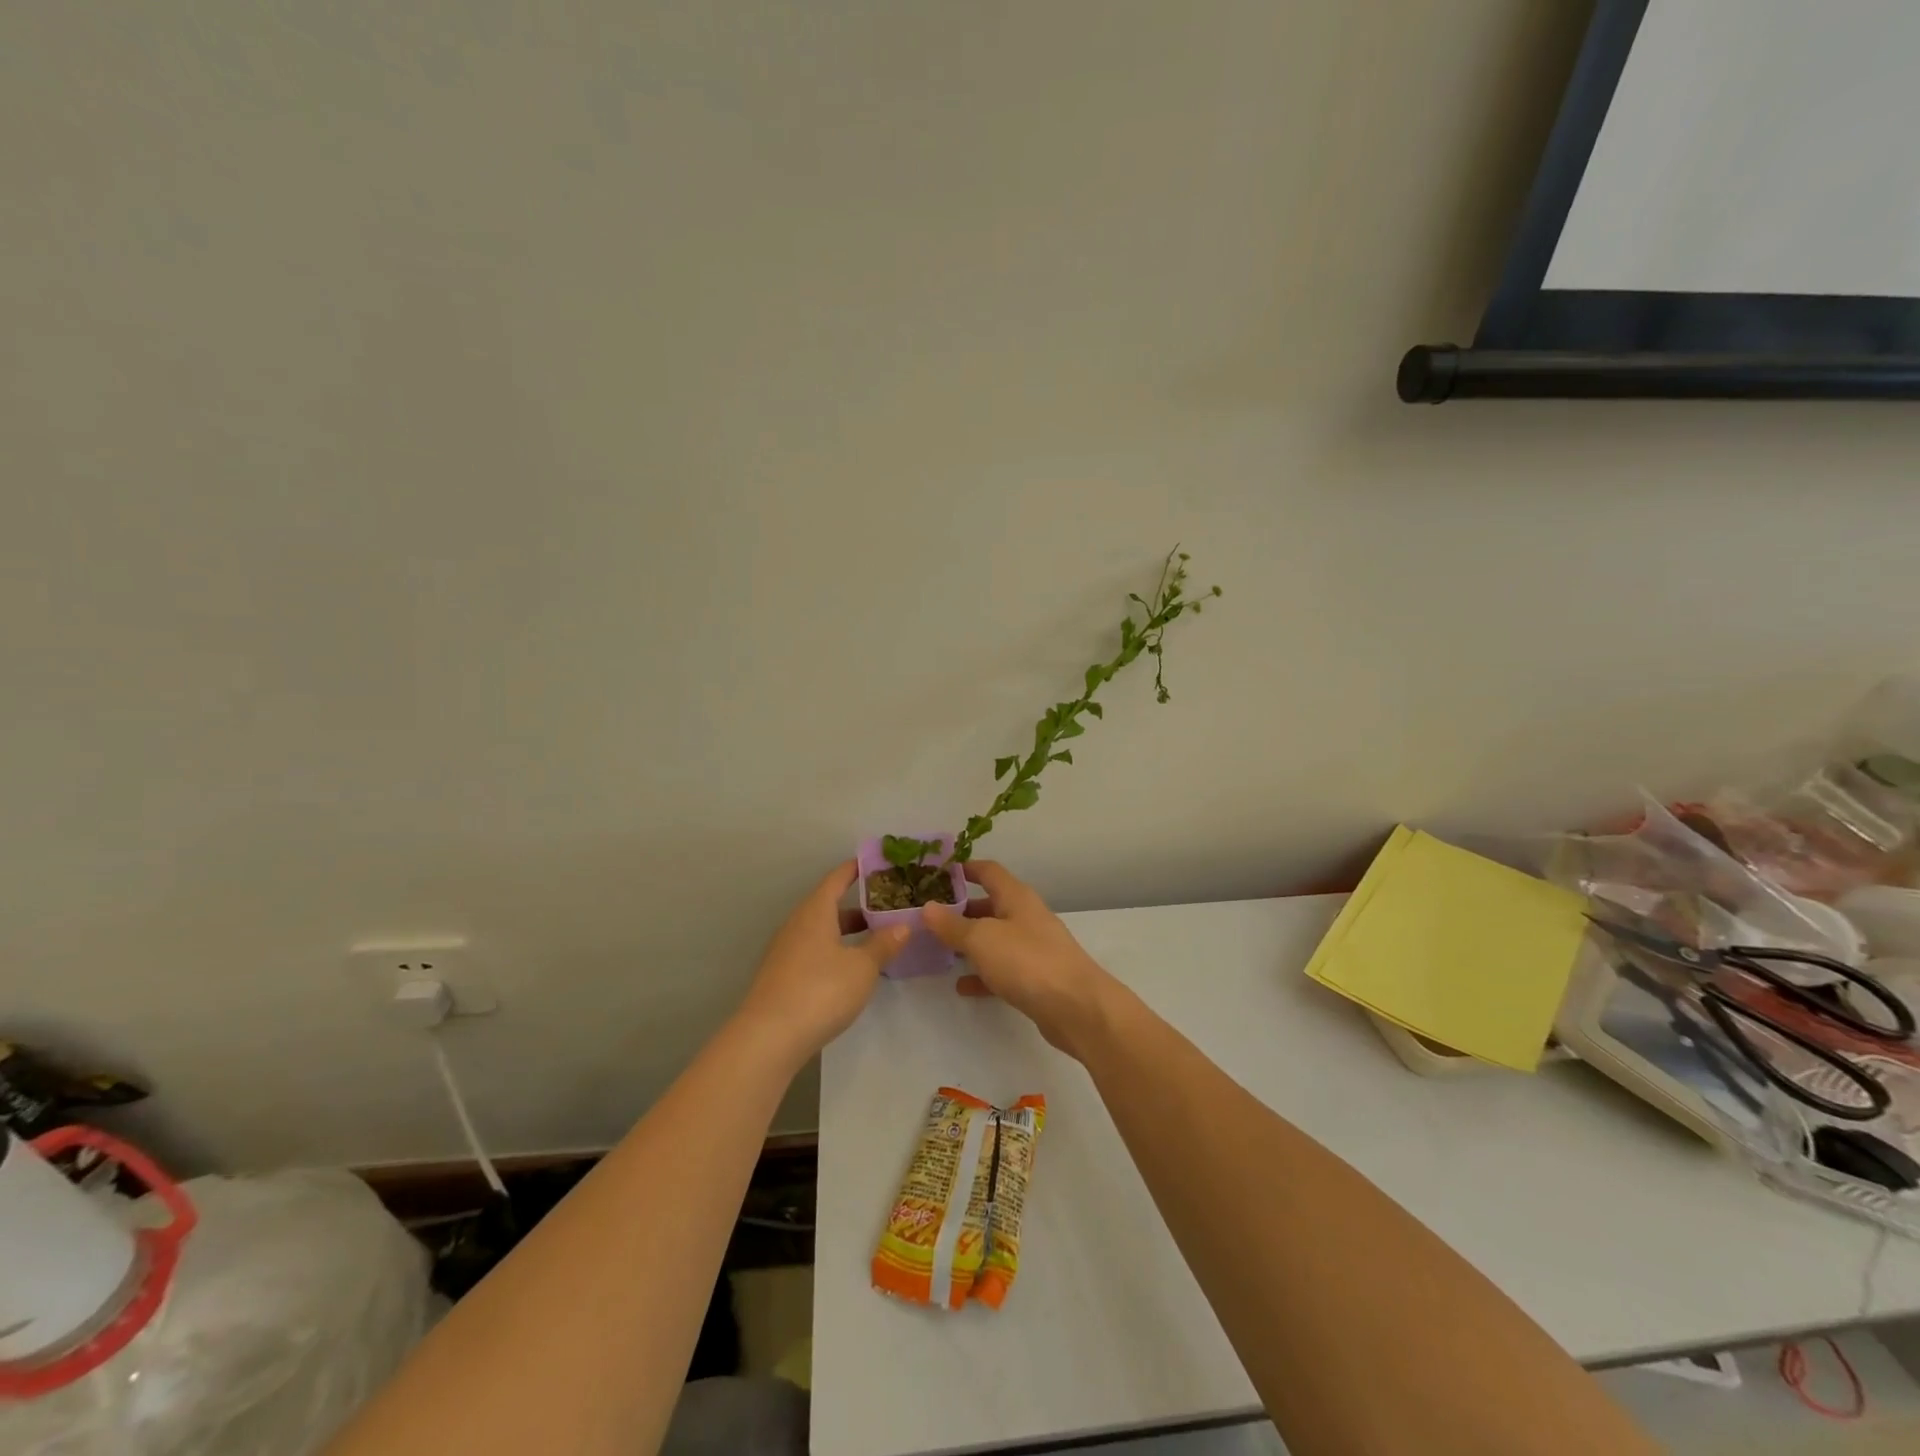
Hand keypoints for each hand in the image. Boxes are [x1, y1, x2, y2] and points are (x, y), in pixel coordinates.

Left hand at [738, 861, 907, 1064]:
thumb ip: (883, 944)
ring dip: (847, 932)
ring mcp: (786, 952)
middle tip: (888, 907)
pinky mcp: (782, 977)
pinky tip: (852, 969)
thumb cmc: (820, 991)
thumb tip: (902, 925)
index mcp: (815, 912)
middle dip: (858, 906)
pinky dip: (835, 951)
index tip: (876, 863)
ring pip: (822, 931)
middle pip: (829, 906)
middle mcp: (797, 925)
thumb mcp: (862, 967)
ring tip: (877, 939)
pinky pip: (814, 952)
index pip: (836, 879)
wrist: (768, 1039)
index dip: (856, 869)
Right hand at [923, 861, 1119, 1058]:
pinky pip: (1002, 969)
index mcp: (1016, 897)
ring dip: (969, 943)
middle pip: (989, 905)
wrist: (1076, 1007)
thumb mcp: (982, 939)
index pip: (988, 871)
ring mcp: (1032, 948)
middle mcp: (1025, 917)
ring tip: (938, 950)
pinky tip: (961, 986)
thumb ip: (952, 925)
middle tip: (928, 918)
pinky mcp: (1035, 978)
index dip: (964, 868)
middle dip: (960, 910)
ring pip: (994, 938)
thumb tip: (927, 907)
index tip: (936, 873)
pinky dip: (982, 974)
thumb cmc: (1027, 961)